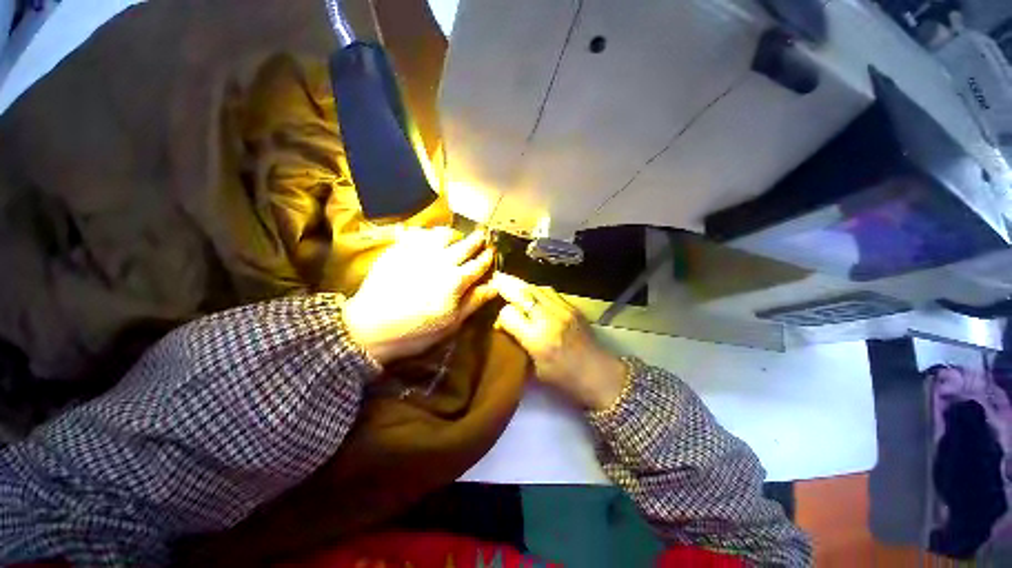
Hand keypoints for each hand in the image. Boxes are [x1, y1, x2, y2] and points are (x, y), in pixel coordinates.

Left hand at [343, 227, 496, 364]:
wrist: (370, 327)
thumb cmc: (416, 331)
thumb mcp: (451, 323)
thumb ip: (474, 301)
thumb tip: (495, 286)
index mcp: (456, 280)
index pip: (479, 264)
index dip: (487, 256)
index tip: (492, 251)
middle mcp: (441, 261)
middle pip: (465, 245)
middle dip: (476, 239)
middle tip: (482, 235)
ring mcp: (419, 252)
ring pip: (444, 234)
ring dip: (455, 234)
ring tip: (457, 236)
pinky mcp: (400, 249)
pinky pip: (420, 233)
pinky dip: (430, 233)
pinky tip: (430, 237)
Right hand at [491, 273, 626, 410]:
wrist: (601, 374)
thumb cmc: (566, 380)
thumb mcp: (535, 371)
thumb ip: (519, 346)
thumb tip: (505, 328)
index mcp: (537, 340)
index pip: (509, 314)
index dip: (501, 316)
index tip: (500, 323)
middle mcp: (548, 319)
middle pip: (522, 293)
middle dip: (506, 285)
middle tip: (495, 278)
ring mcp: (563, 310)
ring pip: (536, 288)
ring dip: (521, 285)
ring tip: (510, 281)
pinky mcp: (573, 307)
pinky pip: (550, 291)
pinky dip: (536, 289)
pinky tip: (531, 292)